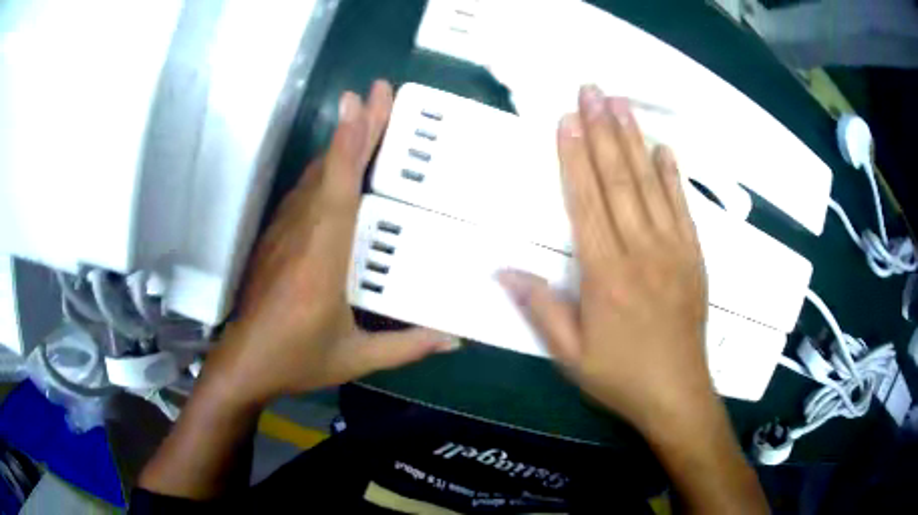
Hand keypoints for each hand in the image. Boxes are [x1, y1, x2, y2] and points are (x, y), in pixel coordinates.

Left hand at [203, 80, 456, 406]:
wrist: (243, 363)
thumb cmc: (297, 359)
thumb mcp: (355, 358)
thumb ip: (407, 347)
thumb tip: (453, 340)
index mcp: (322, 261)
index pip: (338, 191)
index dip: (350, 144)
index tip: (361, 103)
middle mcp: (301, 235)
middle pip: (328, 171)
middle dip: (354, 128)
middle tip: (377, 92)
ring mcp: (283, 234)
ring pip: (313, 177)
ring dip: (338, 143)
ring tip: (364, 114)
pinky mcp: (274, 239)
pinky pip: (303, 194)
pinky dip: (323, 168)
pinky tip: (335, 161)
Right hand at [499, 85, 710, 431]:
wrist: (677, 392)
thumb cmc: (620, 374)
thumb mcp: (569, 353)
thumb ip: (539, 307)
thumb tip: (502, 269)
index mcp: (605, 273)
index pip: (586, 201)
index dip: (574, 157)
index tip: (567, 120)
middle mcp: (640, 250)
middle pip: (619, 180)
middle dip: (603, 131)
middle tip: (592, 91)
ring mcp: (673, 249)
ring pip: (650, 184)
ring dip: (634, 140)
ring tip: (621, 104)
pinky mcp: (694, 256)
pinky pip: (682, 206)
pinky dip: (672, 174)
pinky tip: (664, 148)